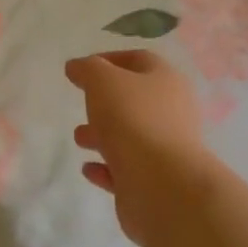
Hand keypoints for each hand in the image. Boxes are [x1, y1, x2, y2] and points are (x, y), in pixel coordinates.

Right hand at [66, 50, 217, 246]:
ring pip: (130, 136)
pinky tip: (88, 168)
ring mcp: (165, 149)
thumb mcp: (102, 81)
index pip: (138, 60)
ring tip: (79, 138)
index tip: (81, 70)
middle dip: (104, 103)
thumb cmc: (133, 120)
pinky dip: (106, 167)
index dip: (108, 60)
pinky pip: (126, 169)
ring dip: (103, 135)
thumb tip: (76, 67)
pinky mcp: (155, 182)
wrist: (163, 186)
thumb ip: (87, 69)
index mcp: (166, 80)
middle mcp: (171, 112)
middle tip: (81, 104)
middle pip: (135, 100)